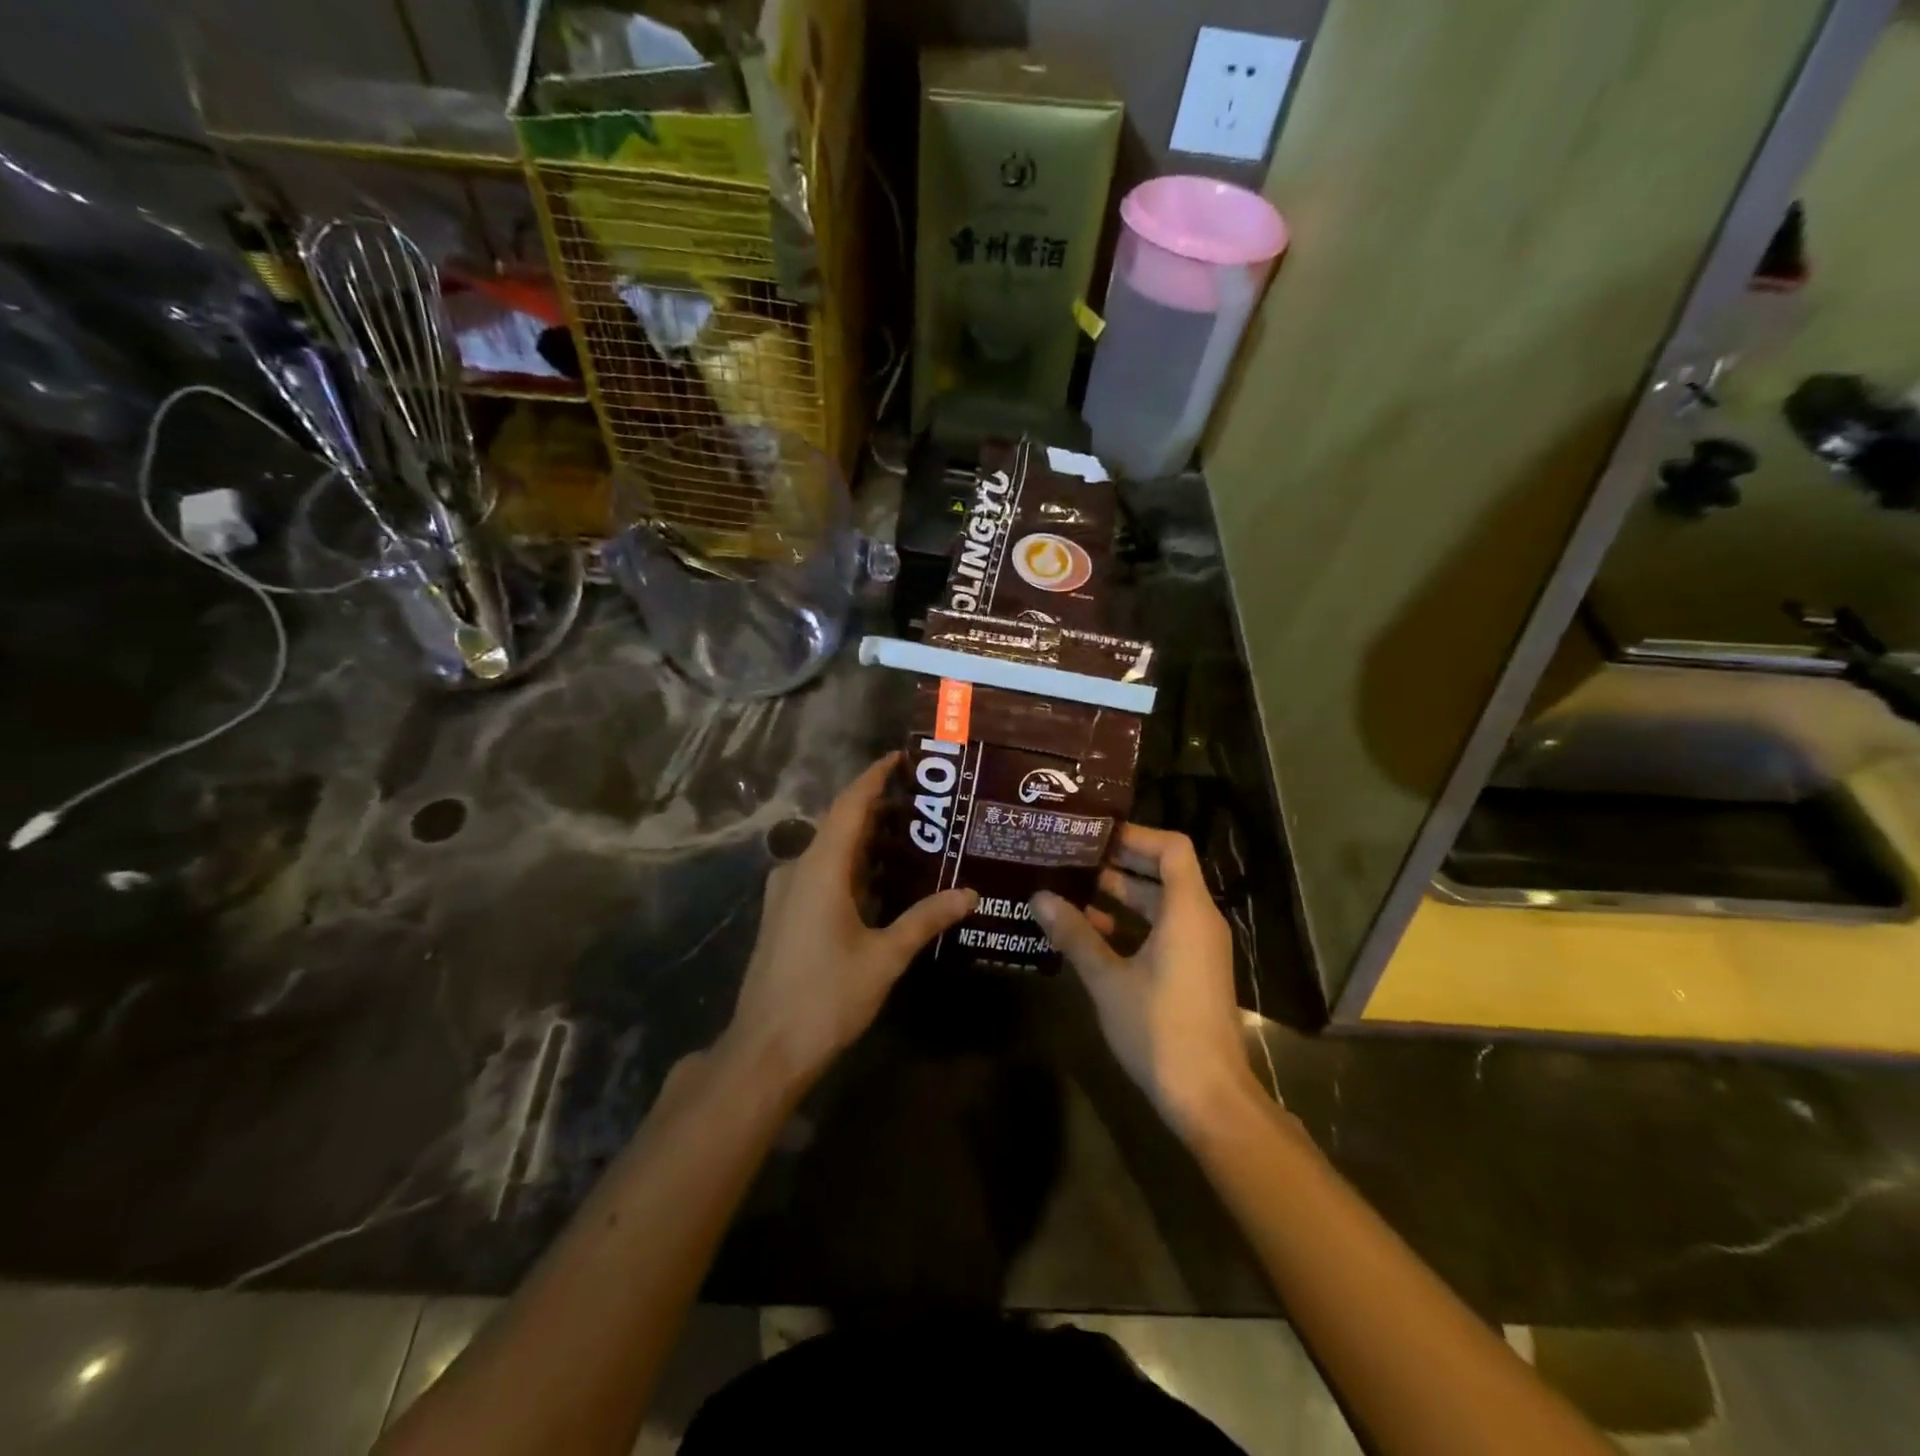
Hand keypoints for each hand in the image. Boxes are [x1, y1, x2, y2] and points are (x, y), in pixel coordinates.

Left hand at [723, 754, 975, 1092]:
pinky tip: (882, 883)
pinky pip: (821, 875)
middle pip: (840, 825)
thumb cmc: (826, 997)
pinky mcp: (784, 915)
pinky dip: (852, 868)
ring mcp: (786, 894)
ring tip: (912, 839)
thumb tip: (970, 894)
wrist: (765, 1050)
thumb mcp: (885, 957)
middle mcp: (798, 870)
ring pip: (830, 852)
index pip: (849, 805)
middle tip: (924, 805)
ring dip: (866, 842)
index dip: (874, 777)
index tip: (901, 757)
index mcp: (820, 869)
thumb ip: (925, 919)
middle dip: (878, 809)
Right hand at [1032, 824, 1260, 1133]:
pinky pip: (1160, 930)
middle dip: (1117, 863)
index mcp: (1187, 911)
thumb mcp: (1108, 979)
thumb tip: (1039, 897)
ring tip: (1069, 888)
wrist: (1208, 1096)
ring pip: (1158, 904)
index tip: (1092, 835)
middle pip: (1162, 872)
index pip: (1171, 848)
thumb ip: (1075, 934)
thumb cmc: (1159, 1029)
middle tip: (1069, 856)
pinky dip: (1128, 924)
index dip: (1134, 835)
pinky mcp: (1192, 970)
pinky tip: (1088, 932)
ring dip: (1118, 896)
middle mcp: (1198, 920)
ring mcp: (1198, 947)